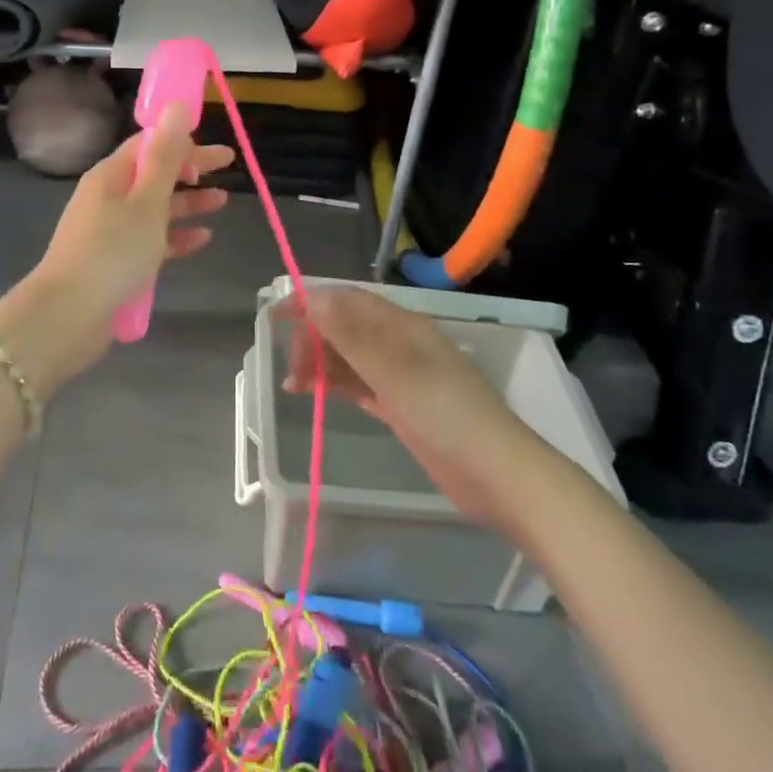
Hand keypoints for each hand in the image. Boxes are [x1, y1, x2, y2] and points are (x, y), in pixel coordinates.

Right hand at [283, 286, 524, 521]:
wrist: (496, 474)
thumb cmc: (445, 414)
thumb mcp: (394, 371)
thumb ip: (352, 335)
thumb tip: (314, 297)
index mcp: (402, 326)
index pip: (348, 300)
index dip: (311, 302)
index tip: (276, 316)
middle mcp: (400, 344)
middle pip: (345, 327)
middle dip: (313, 340)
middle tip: (290, 370)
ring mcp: (401, 376)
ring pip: (349, 357)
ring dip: (320, 364)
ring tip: (293, 386)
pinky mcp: (401, 405)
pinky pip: (359, 383)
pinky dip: (336, 384)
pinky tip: (314, 393)